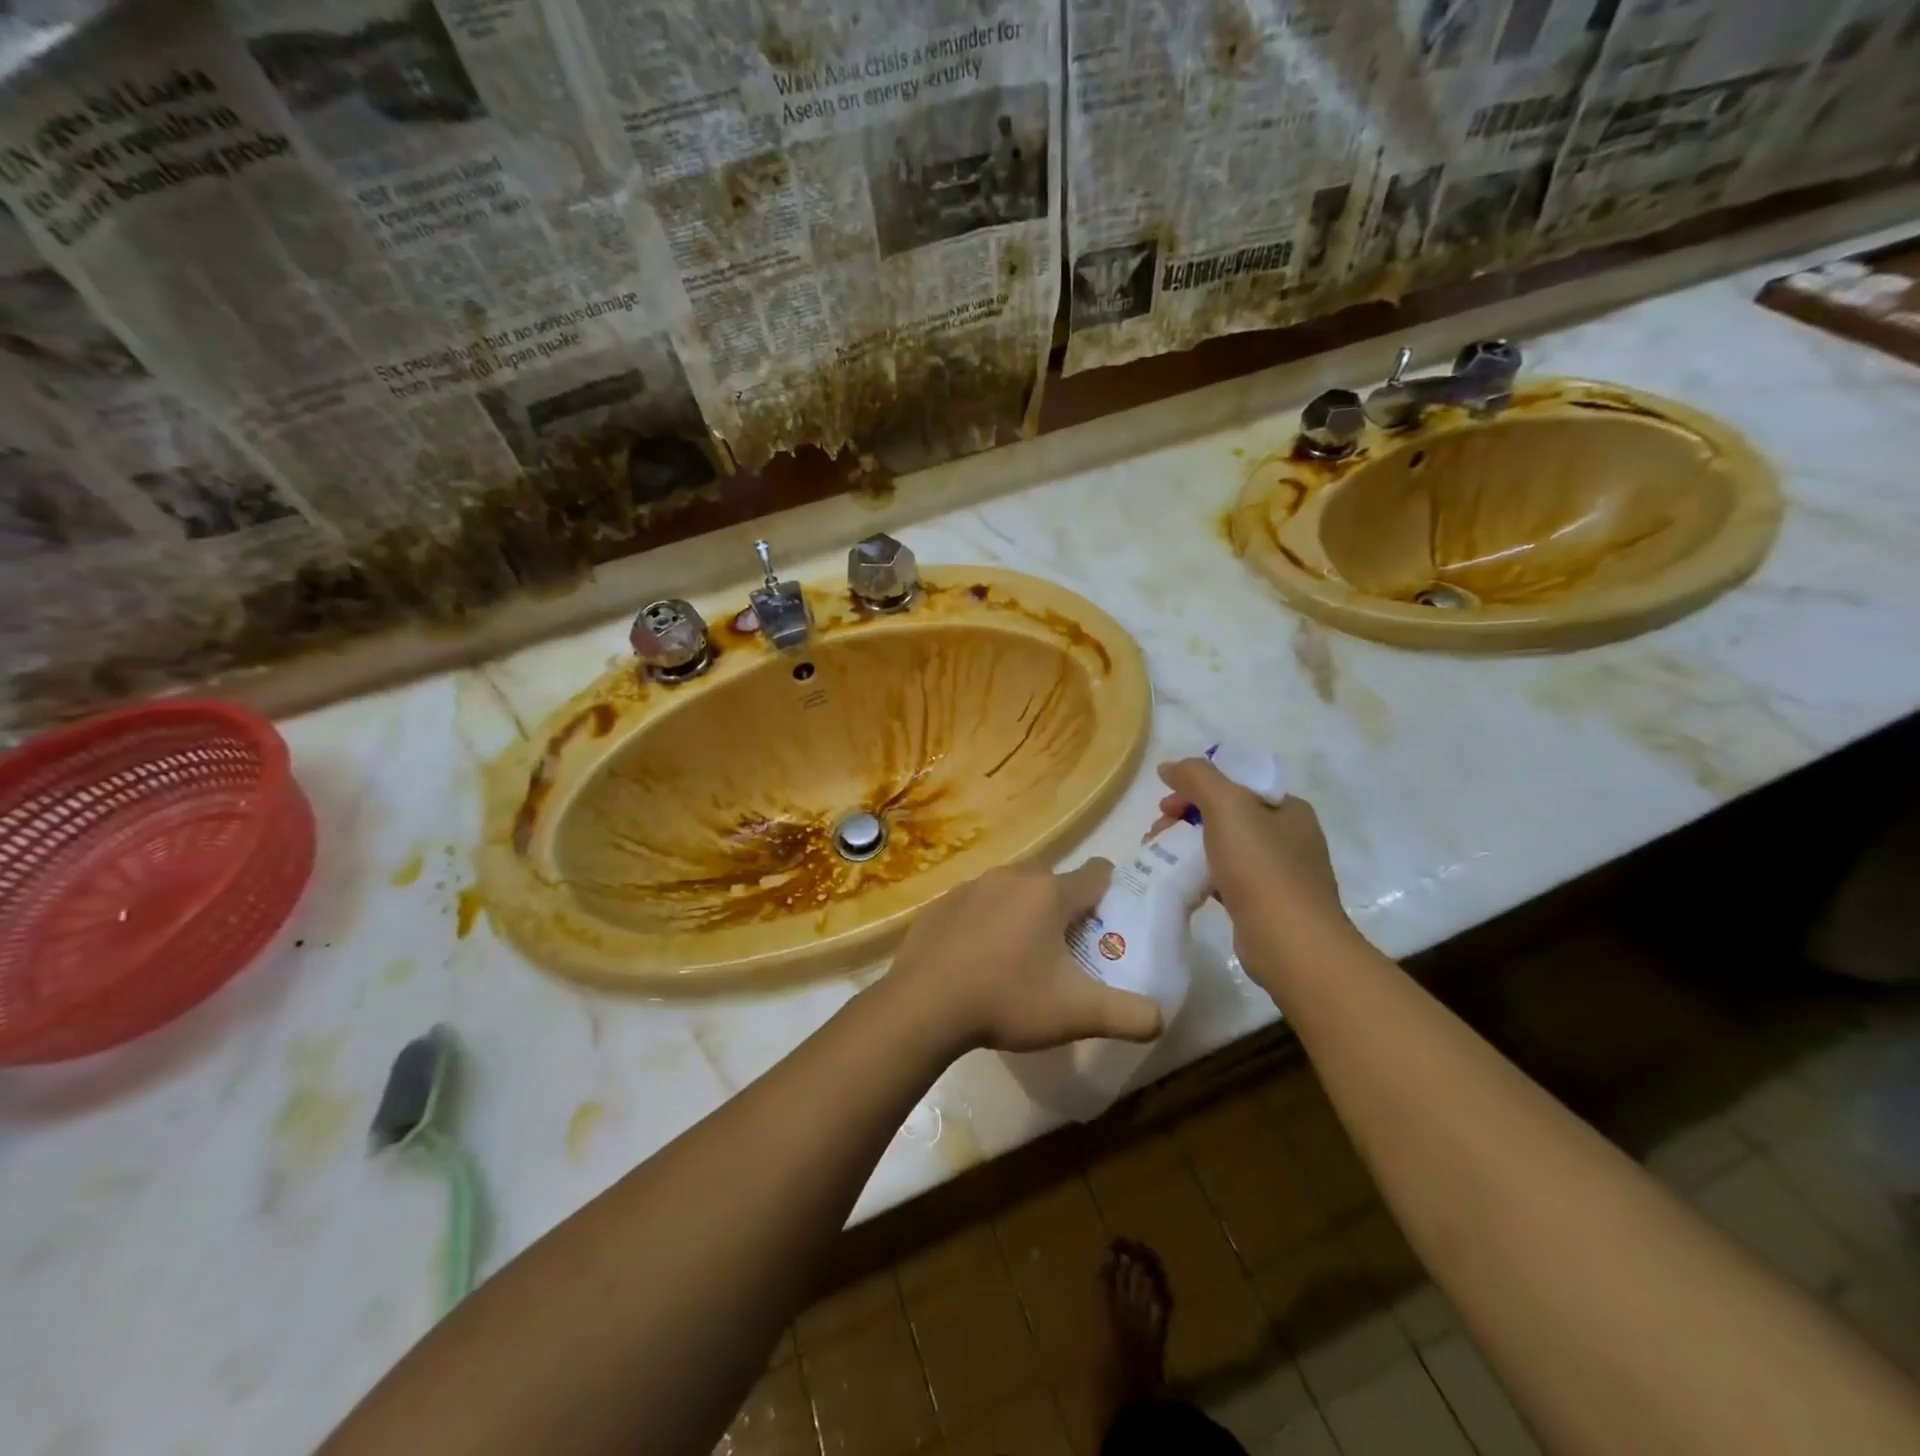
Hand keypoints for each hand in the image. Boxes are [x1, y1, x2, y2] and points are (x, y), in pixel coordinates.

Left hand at [888, 859, 1162, 1053]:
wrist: (923, 1006)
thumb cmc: (1007, 1001)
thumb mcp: (1077, 1014)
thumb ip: (1129, 1015)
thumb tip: (1161, 1018)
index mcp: (1050, 893)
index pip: (1097, 874)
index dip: (1110, 893)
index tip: (1109, 920)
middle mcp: (1012, 877)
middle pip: (1053, 881)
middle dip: (1065, 906)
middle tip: (1065, 948)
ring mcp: (972, 886)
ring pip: (1012, 889)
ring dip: (1022, 911)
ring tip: (1019, 955)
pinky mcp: (941, 902)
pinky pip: (976, 903)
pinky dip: (985, 921)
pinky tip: (977, 957)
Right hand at [1154, 758, 1354, 990]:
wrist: (1290, 942)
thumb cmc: (1261, 866)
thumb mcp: (1227, 806)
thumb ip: (1197, 777)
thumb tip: (1169, 766)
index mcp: (1287, 808)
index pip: (1235, 784)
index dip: (1196, 787)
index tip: (1165, 804)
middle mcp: (1289, 836)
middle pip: (1226, 815)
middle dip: (1185, 818)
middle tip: (1157, 832)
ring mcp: (1279, 873)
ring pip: (1223, 848)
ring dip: (1188, 847)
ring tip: (1160, 858)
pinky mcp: (1265, 905)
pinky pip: (1226, 879)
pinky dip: (1201, 876)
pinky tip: (1183, 884)